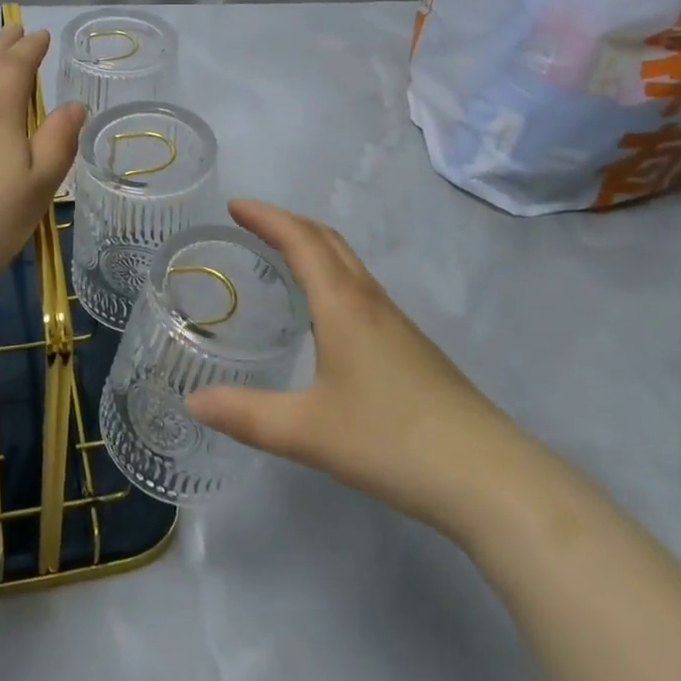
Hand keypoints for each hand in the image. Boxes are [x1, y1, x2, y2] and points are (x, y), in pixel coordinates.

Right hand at [187, 199, 529, 531]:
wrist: (487, 476)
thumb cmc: (392, 441)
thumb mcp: (308, 432)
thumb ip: (247, 415)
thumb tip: (192, 401)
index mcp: (343, 305)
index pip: (300, 241)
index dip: (266, 217)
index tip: (234, 205)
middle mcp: (370, 301)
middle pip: (327, 241)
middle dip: (287, 223)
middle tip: (250, 223)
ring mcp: (396, 323)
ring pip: (348, 263)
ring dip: (312, 245)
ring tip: (280, 256)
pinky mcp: (410, 346)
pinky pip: (360, 288)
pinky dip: (330, 274)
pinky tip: (323, 311)